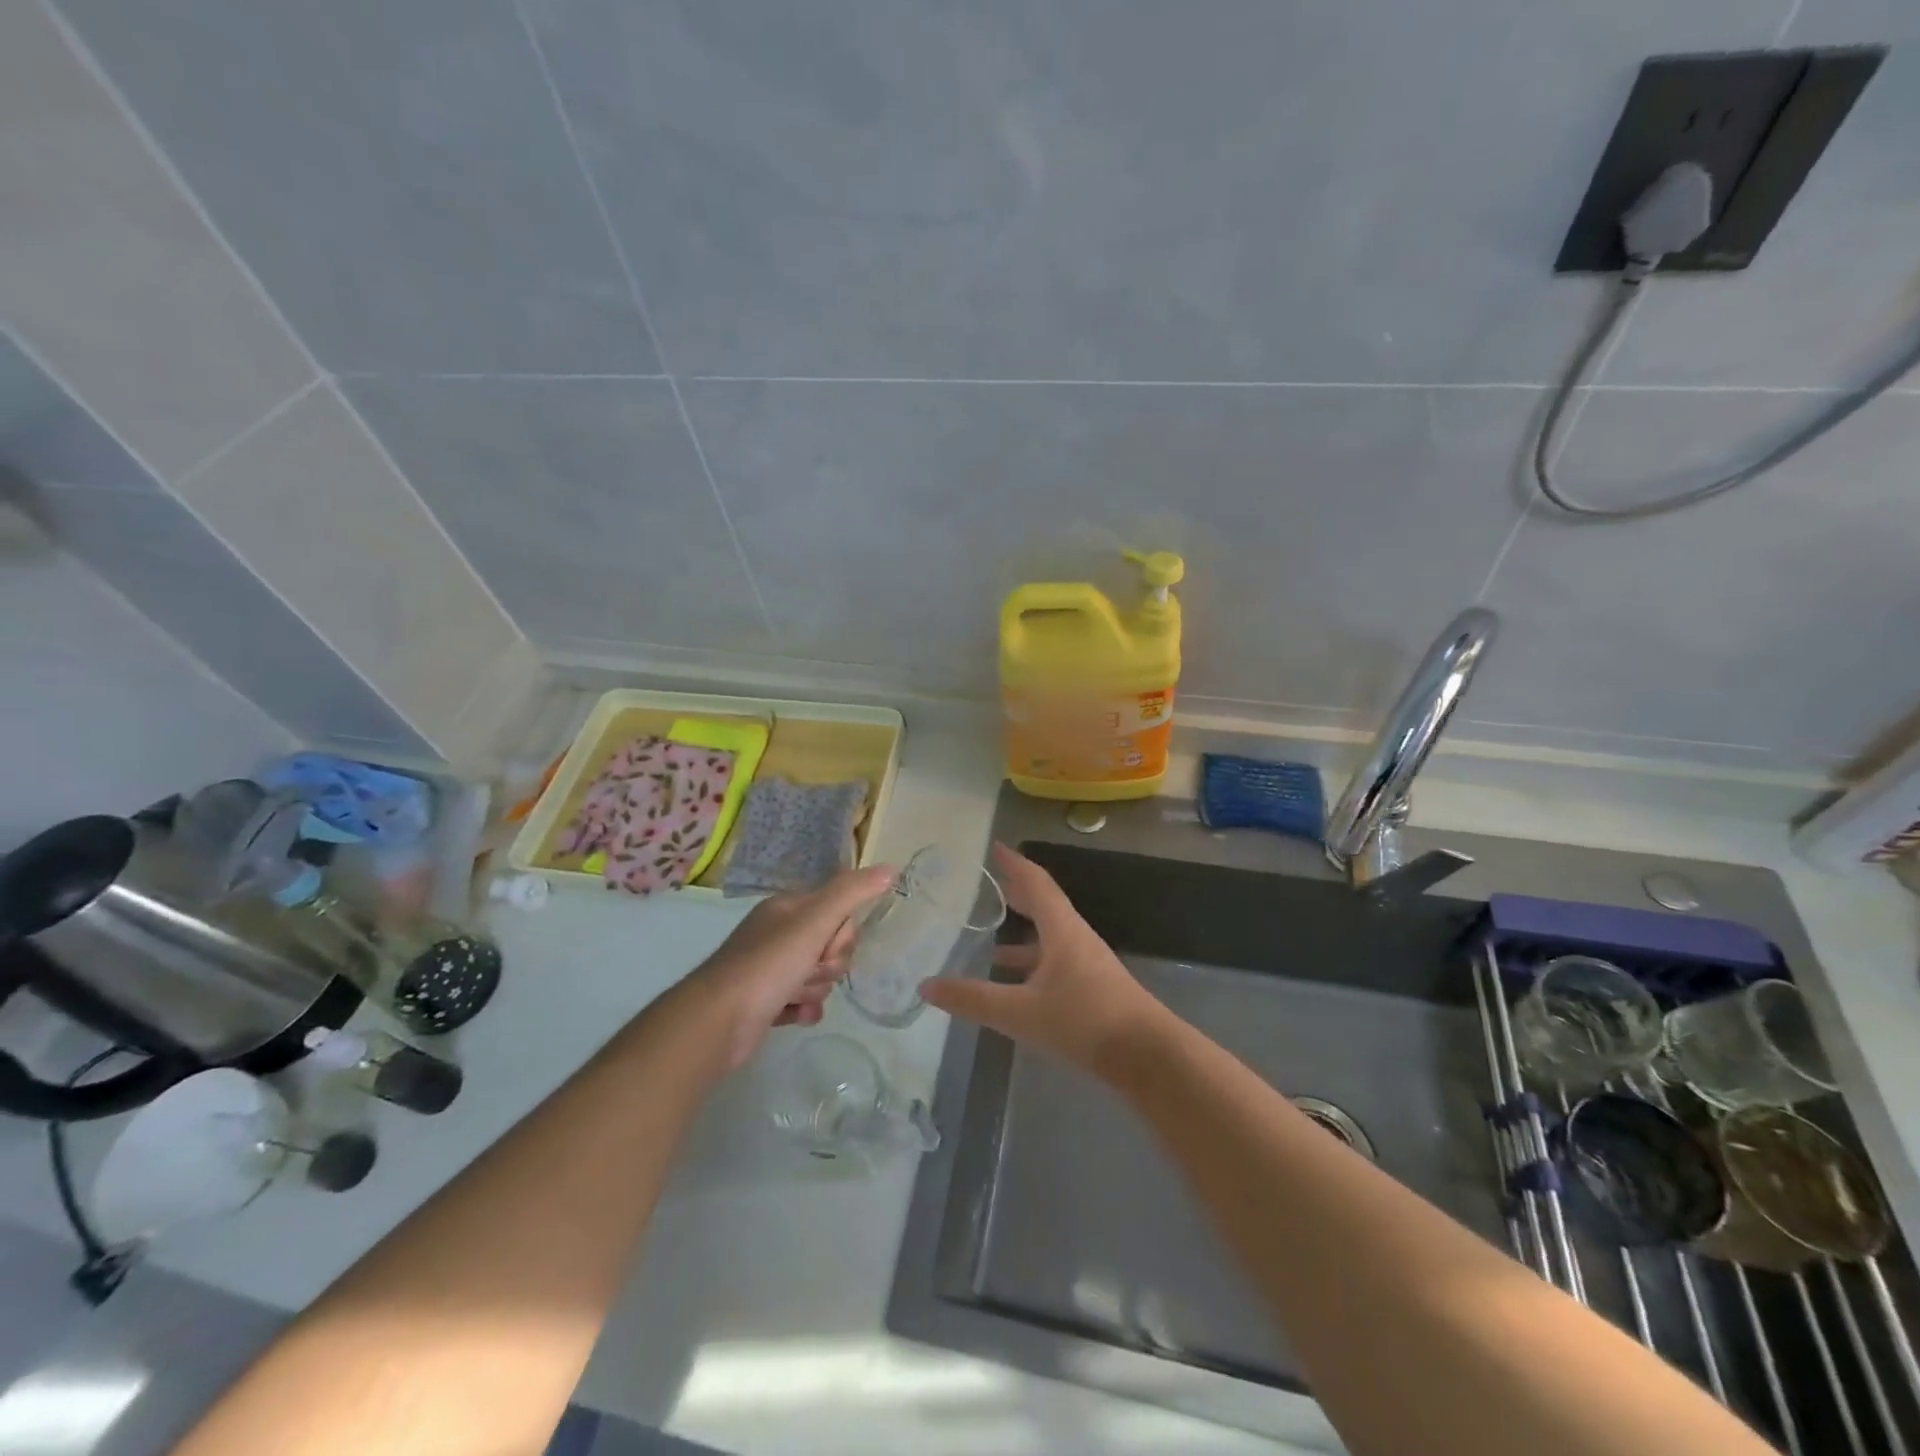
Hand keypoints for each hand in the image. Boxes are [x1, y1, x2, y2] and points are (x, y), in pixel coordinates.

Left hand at [687, 866, 894, 1069]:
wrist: (718, 1022)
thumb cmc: (768, 964)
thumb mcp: (814, 921)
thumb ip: (852, 893)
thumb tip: (891, 867)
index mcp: (787, 908)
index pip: (837, 909)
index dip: (841, 932)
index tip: (827, 944)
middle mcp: (778, 933)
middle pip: (831, 944)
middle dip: (830, 963)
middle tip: (811, 970)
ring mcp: (770, 969)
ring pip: (818, 974)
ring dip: (815, 987)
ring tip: (796, 995)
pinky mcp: (766, 1002)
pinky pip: (803, 1000)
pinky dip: (804, 1008)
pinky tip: (797, 1014)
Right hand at [920, 842, 1174, 1077]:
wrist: (1147, 1055)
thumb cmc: (1084, 1021)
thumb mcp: (1020, 1012)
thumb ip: (973, 999)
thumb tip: (925, 986)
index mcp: (1061, 929)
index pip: (1035, 883)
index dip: (1015, 864)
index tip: (995, 847)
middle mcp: (1076, 938)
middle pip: (1044, 905)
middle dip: (1017, 893)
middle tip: (991, 883)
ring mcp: (1088, 964)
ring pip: (1050, 937)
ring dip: (1024, 934)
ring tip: (991, 943)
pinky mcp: (1094, 988)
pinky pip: (1056, 962)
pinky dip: (1033, 964)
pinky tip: (1017, 986)